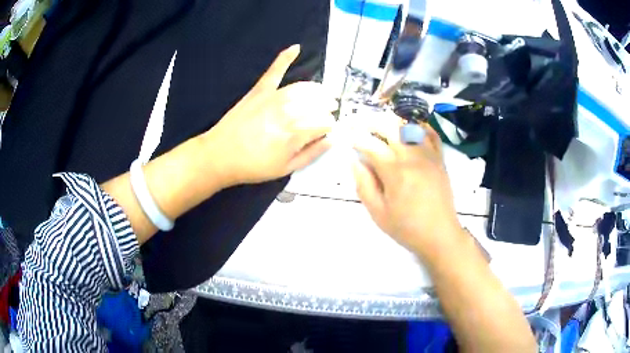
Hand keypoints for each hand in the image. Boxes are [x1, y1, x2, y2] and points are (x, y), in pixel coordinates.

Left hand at [204, 45, 336, 185]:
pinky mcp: (259, 90)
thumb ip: (312, 153)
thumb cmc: (254, 166)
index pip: (324, 122)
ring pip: (303, 88)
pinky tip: (295, 48)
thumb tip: (333, 139)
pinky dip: (284, 58)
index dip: (331, 125)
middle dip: (328, 106)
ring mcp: (273, 98)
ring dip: (318, 90)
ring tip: (324, 94)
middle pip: (317, 104)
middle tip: (330, 110)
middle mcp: (287, 112)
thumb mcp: (286, 169)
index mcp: (295, 134)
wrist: (220, 155)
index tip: (329, 130)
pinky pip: (274, 71)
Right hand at [352, 116, 464, 254]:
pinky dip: (421, 127)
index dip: (356, 139)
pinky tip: (412, 128)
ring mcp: (429, 156)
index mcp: (394, 172)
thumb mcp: (378, 213)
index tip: (347, 136)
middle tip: (361, 124)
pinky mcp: (440, 160)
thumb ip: (364, 185)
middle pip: (391, 128)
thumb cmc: (406, 227)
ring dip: (394, 122)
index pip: (371, 146)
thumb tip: (355, 162)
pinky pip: (432, 135)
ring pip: (410, 127)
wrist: (439, 235)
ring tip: (383, 125)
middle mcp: (412, 157)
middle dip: (373, 123)